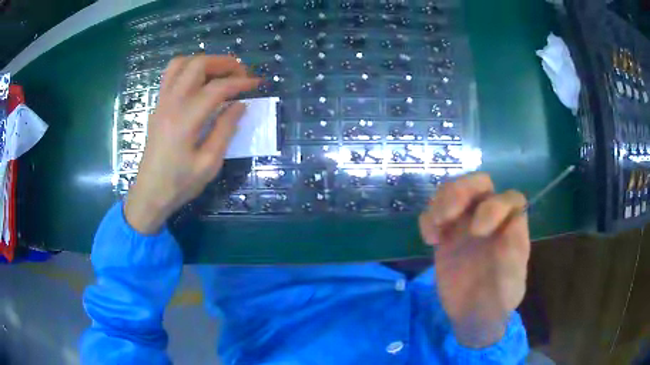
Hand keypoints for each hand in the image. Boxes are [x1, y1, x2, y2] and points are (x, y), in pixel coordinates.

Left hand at [125, 55, 259, 233]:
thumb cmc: (180, 183)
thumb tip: (240, 104)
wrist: (150, 193)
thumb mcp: (209, 164)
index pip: (217, 88)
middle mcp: (171, 103)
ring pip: (180, 63)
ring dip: (203, 61)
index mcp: (185, 119)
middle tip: (240, 73)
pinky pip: (170, 75)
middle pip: (197, 65)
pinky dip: (188, 69)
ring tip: (219, 72)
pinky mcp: (157, 106)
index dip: (240, 82)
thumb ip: (225, 130)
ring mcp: (161, 102)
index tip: (257, 84)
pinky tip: (199, 82)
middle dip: (223, 63)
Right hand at [419, 173, 530, 347]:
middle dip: (462, 191)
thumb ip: (513, 257)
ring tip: (437, 227)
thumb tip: (512, 224)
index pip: (510, 199)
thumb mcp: (510, 285)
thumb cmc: (498, 300)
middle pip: (480, 184)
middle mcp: (491, 218)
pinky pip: (434, 213)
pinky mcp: (446, 234)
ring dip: (442, 201)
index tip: (477, 231)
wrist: (472, 314)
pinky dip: (428, 219)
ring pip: (454, 191)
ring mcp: (467, 223)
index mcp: (511, 226)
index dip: (495, 206)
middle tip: (448, 215)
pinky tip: (430, 240)